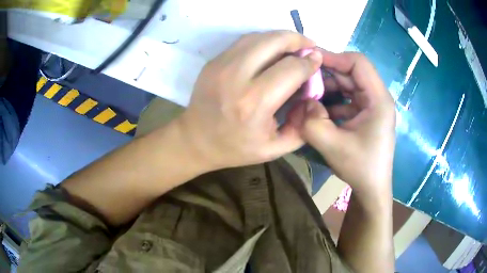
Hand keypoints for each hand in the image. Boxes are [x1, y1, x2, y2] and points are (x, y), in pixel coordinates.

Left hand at [176, 31, 322, 169]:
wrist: (195, 140)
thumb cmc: (235, 148)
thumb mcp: (275, 149)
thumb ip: (301, 125)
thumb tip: (313, 95)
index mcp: (255, 103)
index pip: (291, 69)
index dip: (309, 62)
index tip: (317, 60)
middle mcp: (237, 77)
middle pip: (273, 41)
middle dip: (297, 39)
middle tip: (309, 44)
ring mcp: (221, 65)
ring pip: (258, 37)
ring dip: (280, 37)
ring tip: (293, 44)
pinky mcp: (214, 62)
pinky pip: (244, 42)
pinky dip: (262, 41)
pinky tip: (272, 49)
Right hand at [292, 51, 395, 197]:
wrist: (372, 189)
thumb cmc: (360, 168)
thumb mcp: (333, 146)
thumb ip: (312, 122)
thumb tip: (301, 102)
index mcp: (378, 100)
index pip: (358, 63)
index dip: (333, 57)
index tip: (309, 61)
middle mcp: (378, 97)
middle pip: (352, 72)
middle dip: (327, 74)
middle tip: (302, 79)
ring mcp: (372, 106)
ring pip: (348, 84)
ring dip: (328, 87)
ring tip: (307, 95)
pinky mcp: (366, 114)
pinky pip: (347, 98)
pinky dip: (332, 100)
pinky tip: (318, 109)